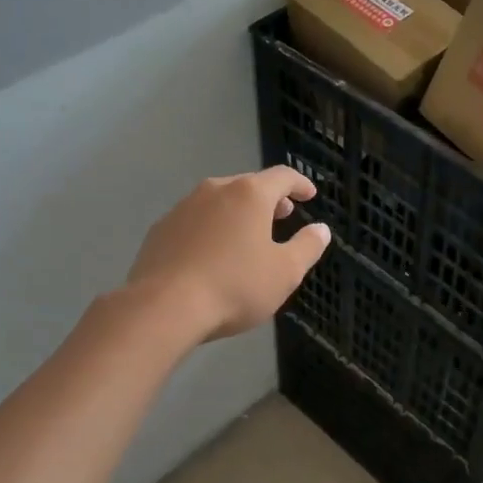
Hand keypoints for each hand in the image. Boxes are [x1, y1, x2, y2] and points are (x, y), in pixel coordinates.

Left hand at [126, 167, 331, 341]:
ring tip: (247, 233)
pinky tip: (212, 252)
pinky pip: (195, 220)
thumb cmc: (235, 286)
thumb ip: (307, 247)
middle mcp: (215, 190)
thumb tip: (321, 229)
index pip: (282, 177)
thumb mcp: (285, 272)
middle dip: (269, 198)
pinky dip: (211, 227)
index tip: (309, 194)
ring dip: (237, 212)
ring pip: (218, 200)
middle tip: (282, 214)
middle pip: (248, 185)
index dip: (300, 184)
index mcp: (249, 194)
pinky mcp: (161, 229)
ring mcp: (183, 207)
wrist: (164, 306)